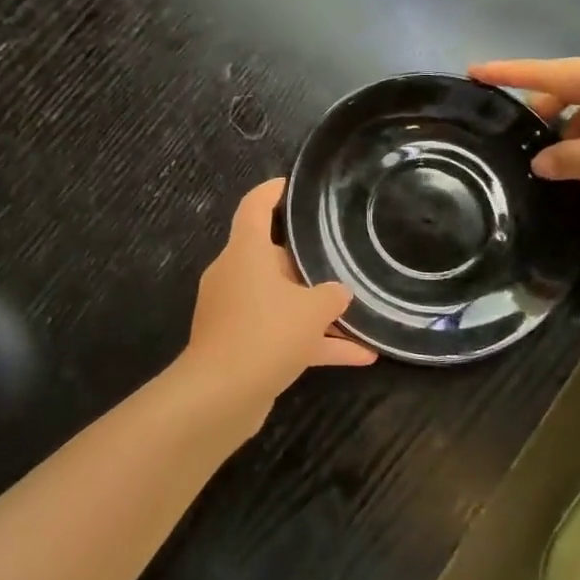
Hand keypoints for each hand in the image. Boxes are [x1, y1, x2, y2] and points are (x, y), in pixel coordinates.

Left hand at [185, 179, 376, 410]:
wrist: (220, 394)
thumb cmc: (265, 333)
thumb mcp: (311, 310)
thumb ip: (331, 295)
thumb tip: (338, 293)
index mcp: (244, 252)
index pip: (254, 206)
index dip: (272, 191)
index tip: (292, 185)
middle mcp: (235, 275)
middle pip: (272, 257)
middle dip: (308, 264)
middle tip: (342, 259)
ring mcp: (235, 312)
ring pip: (281, 301)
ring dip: (317, 311)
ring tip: (360, 316)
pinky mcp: (240, 345)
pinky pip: (280, 334)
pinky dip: (312, 342)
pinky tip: (359, 356)